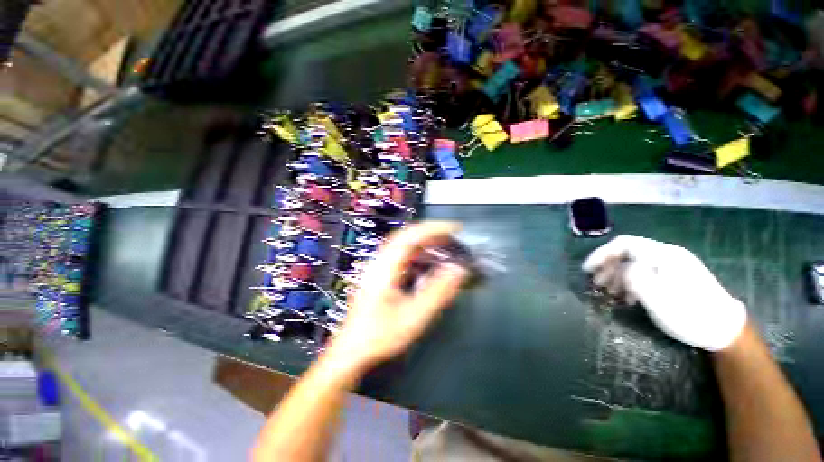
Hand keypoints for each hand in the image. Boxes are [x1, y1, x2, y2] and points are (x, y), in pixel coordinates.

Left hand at [325, 222, 467, 373]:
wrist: (352, 351)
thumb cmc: (379, 335)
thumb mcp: (413, 316)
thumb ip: (438, 292)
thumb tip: (458, 270)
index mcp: (384, 267)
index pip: (411, 236)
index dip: (434, 228)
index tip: (454, 228)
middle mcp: (379, 262)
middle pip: (406, 236)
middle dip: (431, 233)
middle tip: (453, 236)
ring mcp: (378, 267)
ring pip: (403, 245)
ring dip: (425, 242)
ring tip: (444, 246)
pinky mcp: (379, 274)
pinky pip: (401, 256)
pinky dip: (418, 253)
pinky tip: (428, 262)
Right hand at [582, 235, 746, 350]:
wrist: (724, 329)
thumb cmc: (690, 314)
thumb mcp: (658, 298)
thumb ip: (634, 278)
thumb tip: (620, 269)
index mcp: (663, 255)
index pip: (623, 244)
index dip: (602, 254)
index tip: (588, 269)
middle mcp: (667, 255)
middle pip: (627, 253)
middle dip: (608, 267)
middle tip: (598, 285)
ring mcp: (673, 265)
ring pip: (635, 263)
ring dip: (618, 276)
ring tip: (612, 293)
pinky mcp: (675, 276)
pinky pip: (645, 272)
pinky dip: (631, 282)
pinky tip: (629, 297)